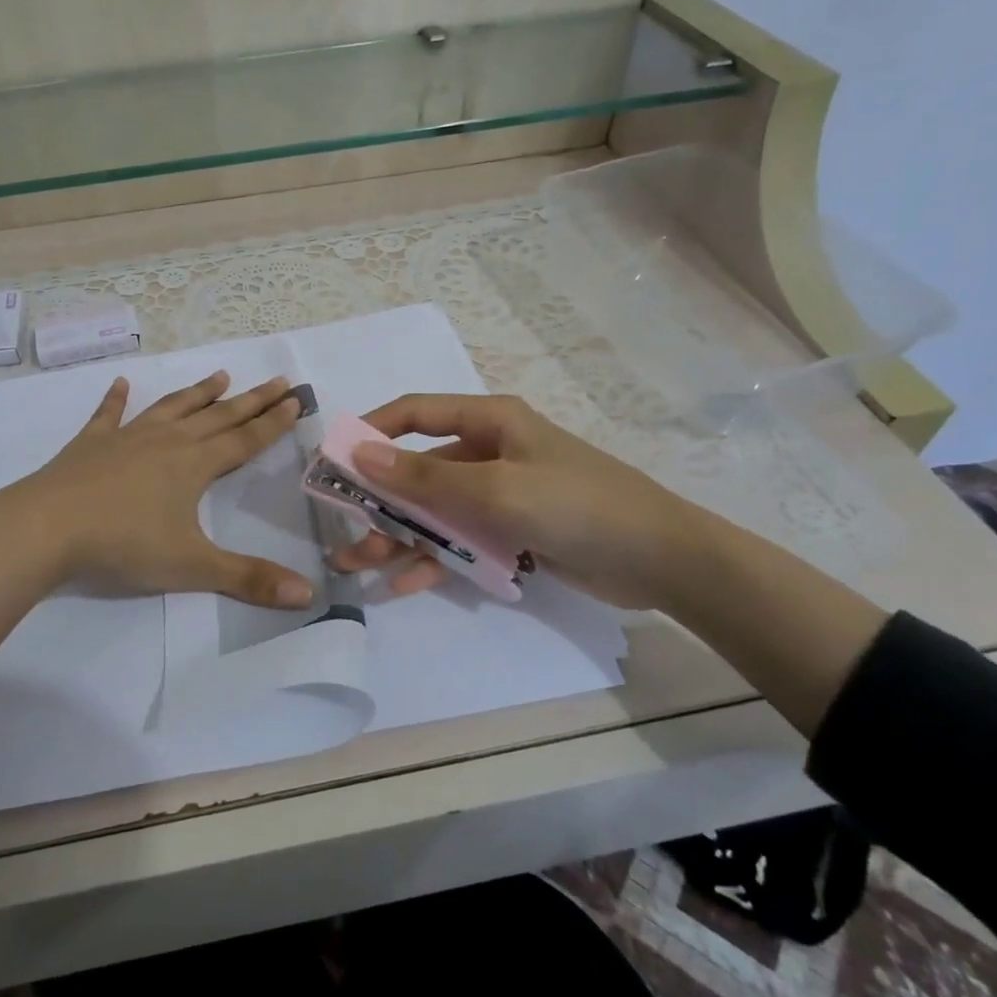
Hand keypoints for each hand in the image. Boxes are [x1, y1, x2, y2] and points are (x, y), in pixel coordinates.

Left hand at [4, 370, 312, 607]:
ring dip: (198, 393)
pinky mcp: (91, 443)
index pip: (244, 440)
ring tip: (221, 376)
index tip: (296, 399)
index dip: (273, 422)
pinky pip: (108, 414)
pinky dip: (115, 398)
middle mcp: (166, 442)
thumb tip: (308, 595)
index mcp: (194, 465)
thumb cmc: (123, 545)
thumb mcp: (192, 568)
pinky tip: (121, 383)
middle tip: (277, 380)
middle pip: (218, 416)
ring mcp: (126, 438)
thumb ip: (249, 579)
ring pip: (172, 408)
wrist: (45, 528)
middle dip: (251, 400)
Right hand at [329, 393, 706, 609]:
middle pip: (420, 471)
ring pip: (436, 511)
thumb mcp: (496, 490)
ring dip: (400, 535)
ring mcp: (502, 494)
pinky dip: (435, 558)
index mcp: (490, 422)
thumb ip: (425, 478)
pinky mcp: (513, 532)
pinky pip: (462, 540)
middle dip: (379, 502)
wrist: (662, 561)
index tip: (335, 459)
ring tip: (361, 566)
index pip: (417, 414)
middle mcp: (491, 452)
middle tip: (342, 533)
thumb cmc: (577, 506)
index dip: (373, 431)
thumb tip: (359, 452)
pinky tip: (405, 583)